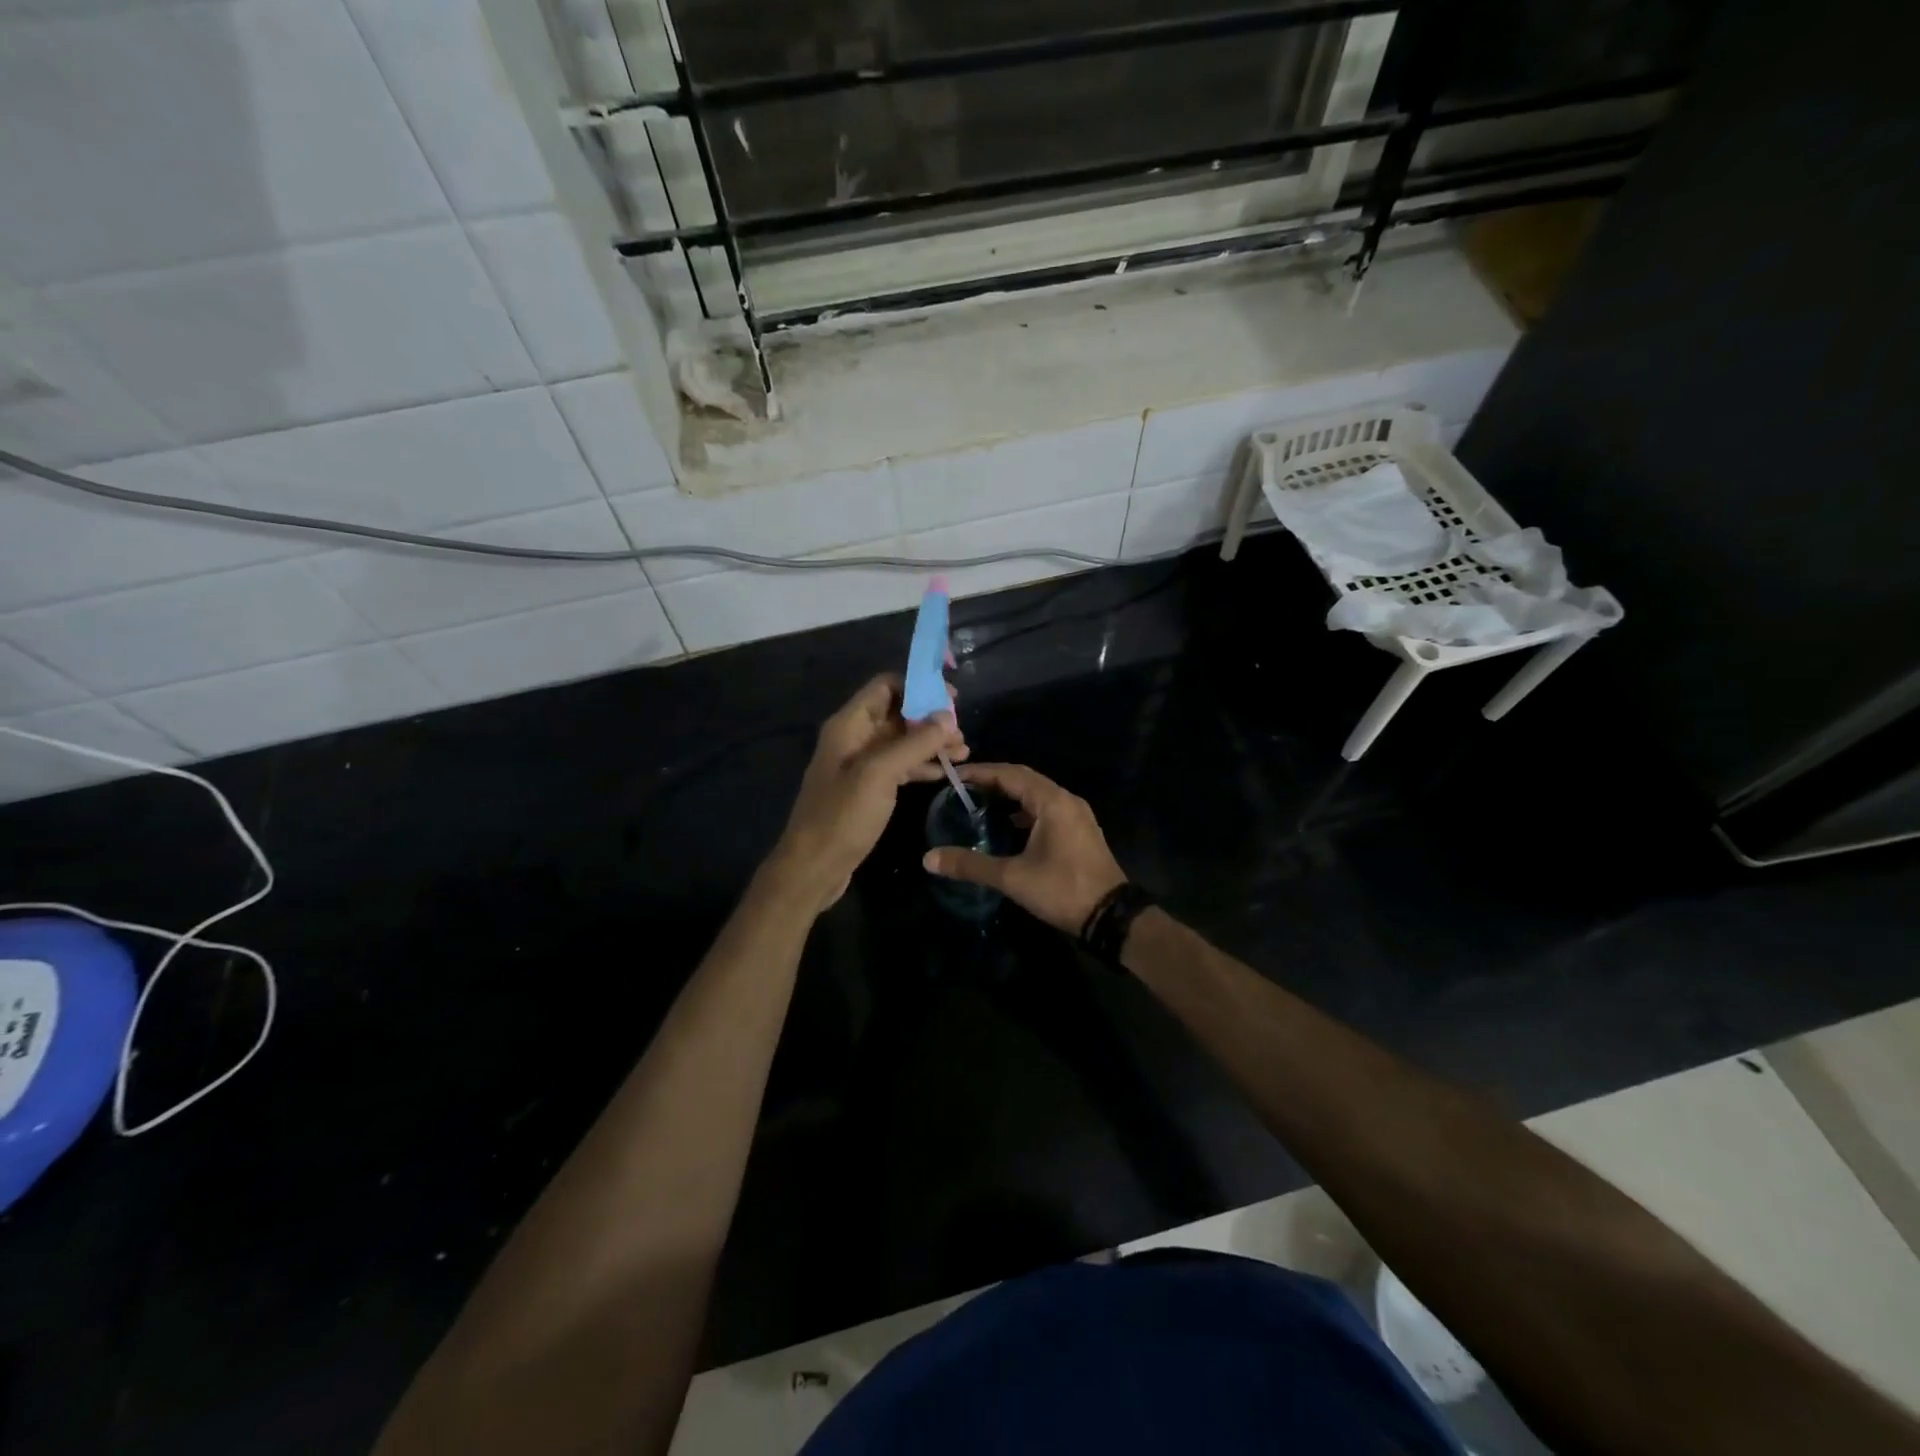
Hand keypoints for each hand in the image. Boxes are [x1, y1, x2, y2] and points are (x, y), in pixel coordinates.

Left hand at [769, 673, 964, 913]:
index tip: (952, 699)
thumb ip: (914, 743)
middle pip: (897, 713)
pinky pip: (899, 766)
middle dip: (930, 719)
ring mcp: (860, 765)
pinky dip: (921, 765)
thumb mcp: (880, 774)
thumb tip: (947, 717)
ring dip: (931, 743)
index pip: (885, 686)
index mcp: (849, 725)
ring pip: (901, 741)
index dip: (919, 686)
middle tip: (962, 732)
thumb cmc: (842, 815)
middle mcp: (854, 738)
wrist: (814, 866)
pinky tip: (945, 773)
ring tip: (964, 753)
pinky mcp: (868, 789)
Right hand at [922, 763, 1125, 934]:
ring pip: (1037, 795)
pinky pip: (1047, 809)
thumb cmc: (1062, 890)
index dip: (980, 772)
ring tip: (980, 803)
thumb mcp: (1013, 878)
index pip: (1010, 774)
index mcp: (1052, 802)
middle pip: (1024, 780)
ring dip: (1010, 796)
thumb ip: (970, 865)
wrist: (1111, 917)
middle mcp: (1066, 801)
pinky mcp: (1079, 831)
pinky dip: (1024, 811)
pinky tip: (1008, 825)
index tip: (953, 777)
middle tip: (962, 788)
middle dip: (993, 781)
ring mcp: (1077, 816)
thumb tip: (928, 859)